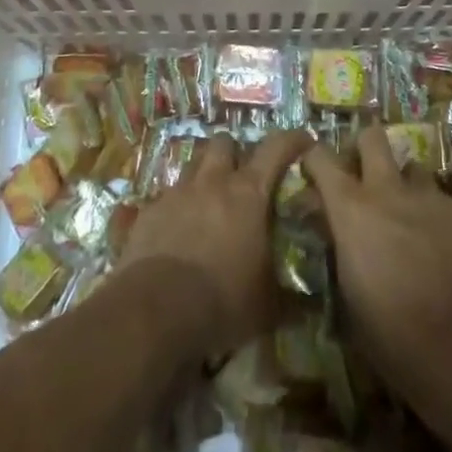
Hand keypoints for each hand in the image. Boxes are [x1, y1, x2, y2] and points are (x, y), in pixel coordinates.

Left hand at [119, 130, 310, 361]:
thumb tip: (305, 306)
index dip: (292, 140)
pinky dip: (173, 209)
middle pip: (224, 144)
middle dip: (234, 154)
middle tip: (241, 177)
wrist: (153, 311)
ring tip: (207, 202)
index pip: (276, 149)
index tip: (304, 140)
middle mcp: (212, 182)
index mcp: (248, 195)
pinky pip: (163, 198)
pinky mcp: (147, 212)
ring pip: (192, 166)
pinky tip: (174, 233)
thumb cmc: (222, 302)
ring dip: (203, 177)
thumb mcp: (266, 307)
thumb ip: (286, 296)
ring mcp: (176, 194)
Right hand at [303, 125, 451, 419]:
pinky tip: (446, 248)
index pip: (320, 157)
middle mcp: (388, 189)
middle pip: (372, 137)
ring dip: (406, 187)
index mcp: (350, 208)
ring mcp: (430, 196)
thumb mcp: (347, 296)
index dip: (313, 160)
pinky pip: (445, 201)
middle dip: (365, 150)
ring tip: (411, 219)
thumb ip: (338, 250)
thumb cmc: (393, 335)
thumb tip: (331, 231)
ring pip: (413, 168)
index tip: (312, 174)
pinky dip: (440, 217)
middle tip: (364, 178)